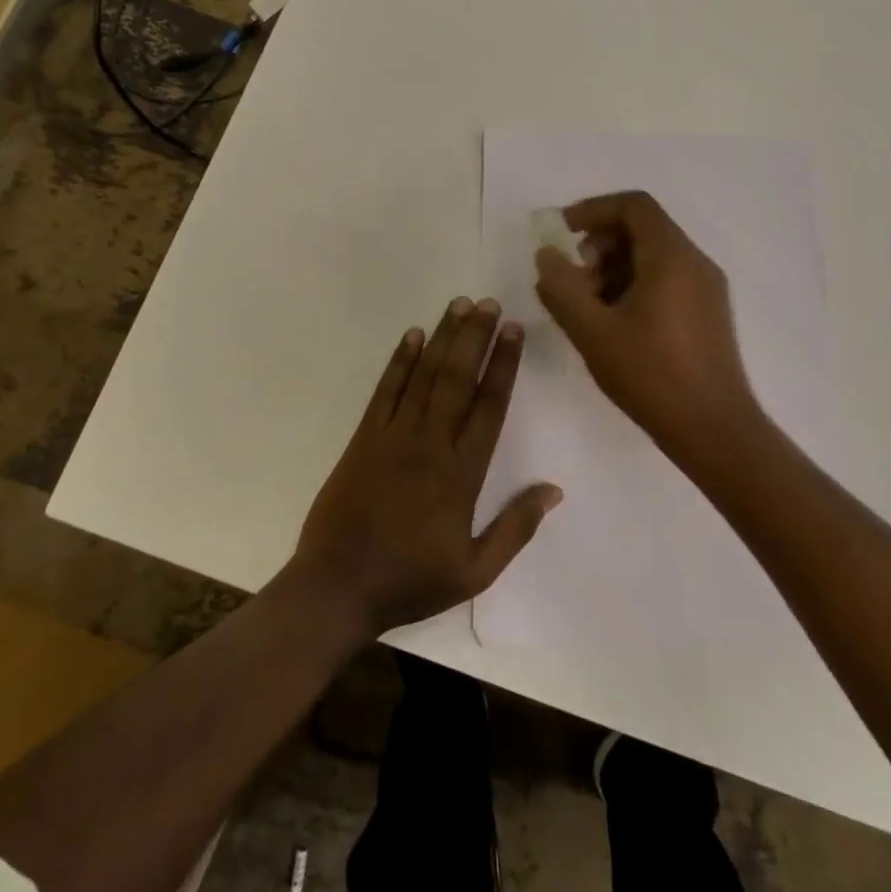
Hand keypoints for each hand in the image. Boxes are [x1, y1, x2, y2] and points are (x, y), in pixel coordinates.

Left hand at [292, 298, 562, 636]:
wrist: (336, 588)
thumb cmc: (409, 581)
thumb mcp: (474, 571)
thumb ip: (516, 528)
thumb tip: (554, 490)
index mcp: (461, 474)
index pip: (490, 407)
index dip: (504, 365)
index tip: (513, 332)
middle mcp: (430, 444)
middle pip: (457, 379)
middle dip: (475, 337)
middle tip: (489, 303)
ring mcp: (392, 437)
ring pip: (424, 376)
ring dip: (443, 338)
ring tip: (459, 305)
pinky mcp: (363, 439)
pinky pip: (385, 391)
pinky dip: (399, 361)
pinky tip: (411, 335)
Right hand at [534, 191, 761, 451]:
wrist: (714, 430)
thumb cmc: (651, 376)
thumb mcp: (593, 332)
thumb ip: (562, 288)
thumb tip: (547, 255)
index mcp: (671, 256)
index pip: (633, 205)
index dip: (593, 209)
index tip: (562, 232)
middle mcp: (695, 262)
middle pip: (643, 228)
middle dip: (600, 245)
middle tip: (574, 280)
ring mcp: (707, 288)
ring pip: (654, 256)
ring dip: (615, 268)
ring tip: (590, 307)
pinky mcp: (708, 312)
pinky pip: (668, 279)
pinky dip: (635, 285)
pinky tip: (616, 323)